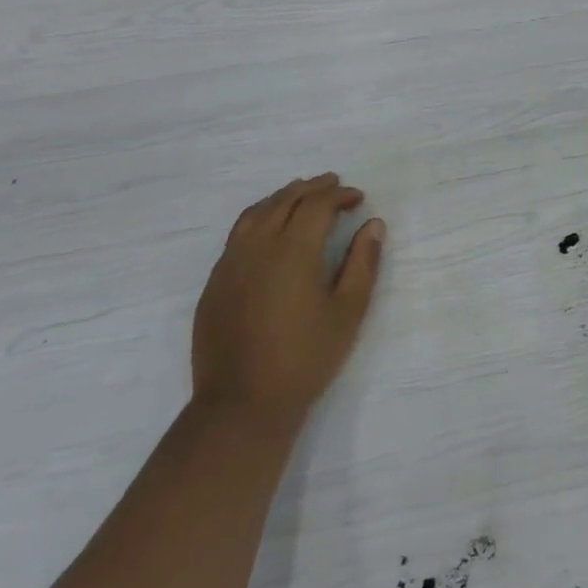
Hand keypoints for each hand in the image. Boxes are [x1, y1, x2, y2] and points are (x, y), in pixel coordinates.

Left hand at [192, 174, 384, 424]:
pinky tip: (269, 229)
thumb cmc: (307, 356)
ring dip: (281, 198)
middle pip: (284, 201)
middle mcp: (257, 247)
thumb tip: (373, 224)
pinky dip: (258, 218)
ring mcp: (229, 264)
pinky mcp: (214, 283)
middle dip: (311, 188)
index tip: (358, 198)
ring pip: (255, 214)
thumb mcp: (349, 310)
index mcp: (293, 250)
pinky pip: (237, 235)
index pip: (316, 205)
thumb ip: (363, 262)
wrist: (243, 402)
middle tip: (333, 184)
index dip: (339, 195)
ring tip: (300, 194)